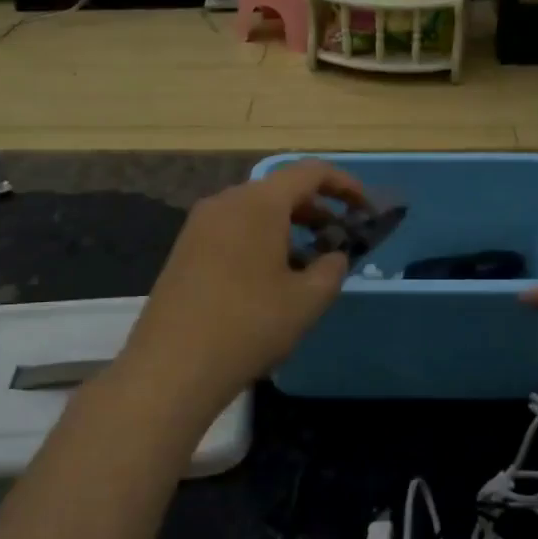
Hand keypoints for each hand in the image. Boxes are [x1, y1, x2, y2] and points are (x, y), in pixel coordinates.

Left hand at [119, 160, 367, 421]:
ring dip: (288, 227)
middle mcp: (226, 202)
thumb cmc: (249, 325)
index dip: (344, 185)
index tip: (365, 209)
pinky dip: (261, 239)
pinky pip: (233, 229)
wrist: (172, 366)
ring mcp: (200, 225)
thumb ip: (331, 269)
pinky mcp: (185, 249)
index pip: (310, 172)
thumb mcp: (307, 300)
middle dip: (316, 209)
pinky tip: (270, 277)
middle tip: (340, 239)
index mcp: (259, 203)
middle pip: (280, 189)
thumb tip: (334, 255)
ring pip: (255, 211)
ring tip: (309, 262)